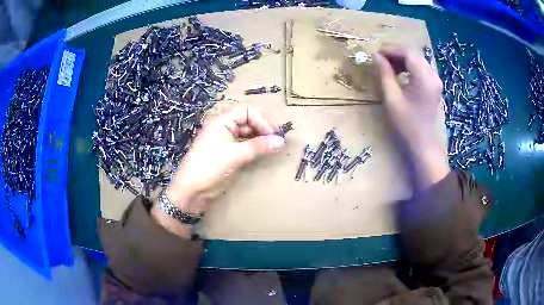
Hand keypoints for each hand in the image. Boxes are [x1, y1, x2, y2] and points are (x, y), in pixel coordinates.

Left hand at [165, 105, 284, 214]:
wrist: (191, 190)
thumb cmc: (210, 166)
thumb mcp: (235, 155)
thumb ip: (258, 146)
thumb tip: (281, 141)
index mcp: (221, 121)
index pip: (246, 111)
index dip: (261, 120)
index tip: (273, 135)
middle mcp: (223, 127)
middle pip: (247, 120)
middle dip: (262, 128)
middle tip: (275, 140)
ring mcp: (224, 140)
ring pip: (246, 132)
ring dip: (259, 138)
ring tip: (271, 146)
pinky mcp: (226, 152)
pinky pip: (243, 144)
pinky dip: (253, 147)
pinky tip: (262, 152)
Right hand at [374, 47, 449, 187]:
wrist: (424, 145)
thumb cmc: (407, 125)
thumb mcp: (392, 98)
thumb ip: (384, 74)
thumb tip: (376, 56)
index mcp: (424, 78)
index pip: (408, 52)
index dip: (391, 49)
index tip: (376, 54)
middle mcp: (433, 75)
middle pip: (414, 54)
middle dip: (396, 53)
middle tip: (381, 59)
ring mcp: (436, 81)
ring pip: (418, 60)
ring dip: (403, 59)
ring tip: (389, 66)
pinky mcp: (435, 87)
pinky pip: (422, 69)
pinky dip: (410, 67)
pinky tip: (401, 74)